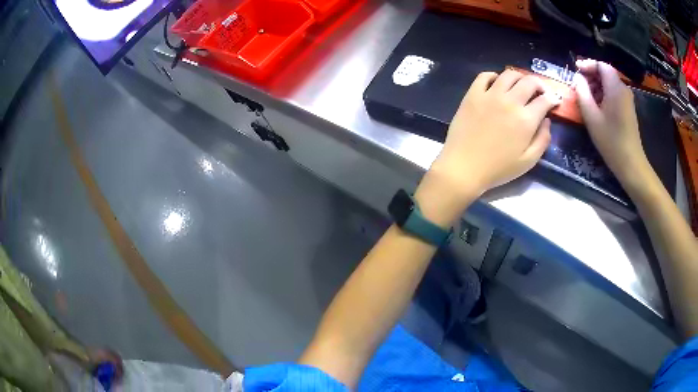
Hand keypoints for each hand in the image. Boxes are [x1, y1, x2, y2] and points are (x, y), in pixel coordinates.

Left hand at [416, 70, 558, 224]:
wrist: (464, 167)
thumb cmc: (498, 169)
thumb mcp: (528, 161)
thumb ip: (543, 140)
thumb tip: (547, 121)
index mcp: (526, 119)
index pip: (544, 100)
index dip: (553, 98)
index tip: (554, 101)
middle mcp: (510, 102)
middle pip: (529, 82)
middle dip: (539, 84)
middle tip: (540, 91)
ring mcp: (489, 95)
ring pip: (508, 75)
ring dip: (519, 77)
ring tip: (521, 85)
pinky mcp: (472, 94)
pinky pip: (484, 76)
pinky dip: (494, 76)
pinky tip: (497, 83)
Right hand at [575, 59, 649, 184]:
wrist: (631, 164)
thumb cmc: (611, 141)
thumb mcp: (591, 117)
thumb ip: (582, 93)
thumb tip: (577, 78)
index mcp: (615, 88)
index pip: (601, 65)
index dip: (588, 64)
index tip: (576, 70)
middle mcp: (623, 89)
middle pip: (606, 73)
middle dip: (591, 75)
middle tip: (579, 85)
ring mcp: (627, 99)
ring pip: (610, 83)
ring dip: (597, 85)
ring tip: (586, 97)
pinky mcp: (628, 109)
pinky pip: (614, 93)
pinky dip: (604, 94)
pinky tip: (597, 106)